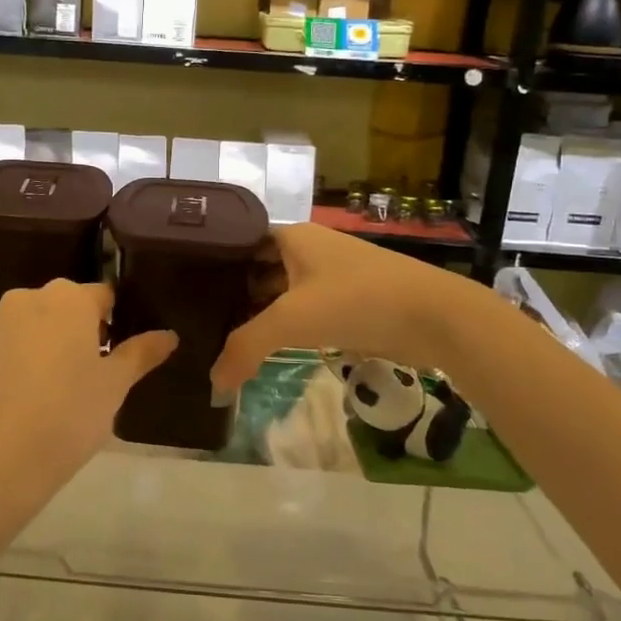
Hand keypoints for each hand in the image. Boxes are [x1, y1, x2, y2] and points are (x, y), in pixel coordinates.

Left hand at [0, 280, 176, 511]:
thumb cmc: (68, 413)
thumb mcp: (114, 385)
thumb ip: (141, 353)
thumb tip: (169, 335)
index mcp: (68, 297)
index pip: (105, 296)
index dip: (120, 321)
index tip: (127, 352)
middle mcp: (31, 298)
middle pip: (70, 306)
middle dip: (88, 331)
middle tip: (103, 372)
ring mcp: (1, 324)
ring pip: (42, 324)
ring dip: (59, 344)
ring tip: (73, 387)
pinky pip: (19, 344)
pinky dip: (34, 359)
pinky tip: (42, 394)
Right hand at [211, 223, 457, 392]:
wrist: (436, 317)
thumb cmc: (357, 301)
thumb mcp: (292, 320)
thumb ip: (246, 347)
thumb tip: (213, 384)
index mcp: (292, 236)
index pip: (239, 242)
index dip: (213, 263)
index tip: (184, 287)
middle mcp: (309, 248)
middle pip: (259, 268)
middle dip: (233, 292)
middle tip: (196, 319)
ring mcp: (332, 274)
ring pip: (282, 291)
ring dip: (259, 312)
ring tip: (222, 337)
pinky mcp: (350, 301)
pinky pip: (305, 310)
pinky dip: (285, 326)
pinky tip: (267, 347)